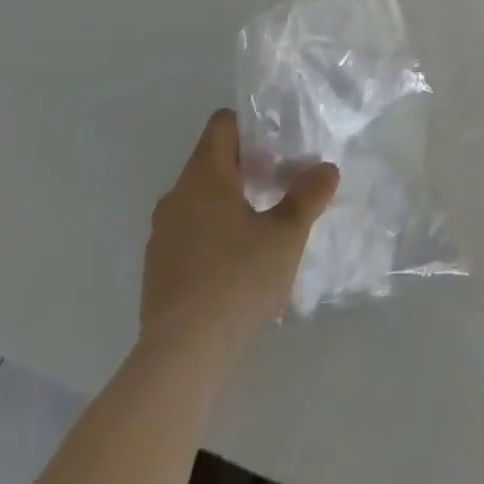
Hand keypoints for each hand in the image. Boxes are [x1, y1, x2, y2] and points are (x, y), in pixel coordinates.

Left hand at [139, 110, 338, 353]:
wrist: (180, 358)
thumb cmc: (237, 280)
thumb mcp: (286, 235)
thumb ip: (308, 196)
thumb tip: (326, 169)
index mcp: (204, 176)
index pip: (222, 125)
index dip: (252, 127)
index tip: (280, 146)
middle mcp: (176, 196)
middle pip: (213, 161)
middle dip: (248, 167)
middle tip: (283, 185)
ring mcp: (162, 235)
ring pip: (201, 199)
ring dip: (231, 202)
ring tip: (265, 225)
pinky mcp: (157, 270)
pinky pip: (190, 232)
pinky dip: (214, 234)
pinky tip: (238, 264)